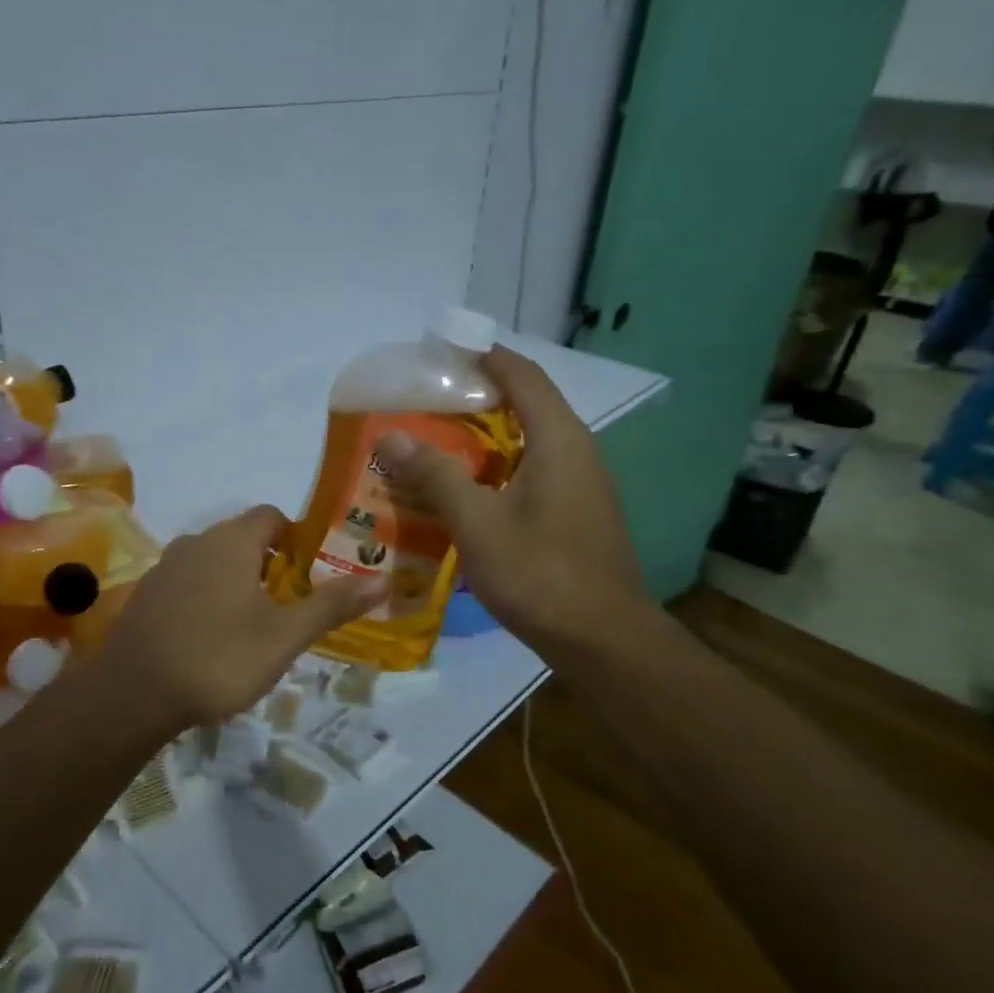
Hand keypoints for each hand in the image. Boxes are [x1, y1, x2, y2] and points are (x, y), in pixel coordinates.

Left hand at [97, 506, 385, 728]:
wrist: (134, 694)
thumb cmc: (219, 657)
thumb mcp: (285, 636)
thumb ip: (331, 605)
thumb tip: (383, 580)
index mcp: (232, 541)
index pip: (271, 516)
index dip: (296, 537)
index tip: (311, 571)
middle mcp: (196, 542)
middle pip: (241, 539)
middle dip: (269, 564)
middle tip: (290, 604)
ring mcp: (165, 568)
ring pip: (212, 562)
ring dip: (236, 583)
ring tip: (254, 625)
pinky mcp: (145, 596)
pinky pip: (187, 584)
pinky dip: (205, 599)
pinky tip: (211, 639)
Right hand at [373, 345, 652, 659]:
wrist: (604, 641)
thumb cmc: (540, 573)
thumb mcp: (478, 523)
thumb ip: (434, 475)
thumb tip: (389, 436)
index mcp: (558, 439)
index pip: (522, 375)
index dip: (484, 357)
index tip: (442, 351)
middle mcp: (576, 452)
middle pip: (524, 406)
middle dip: (474, 399)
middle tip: (422, 403)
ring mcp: (580, 486)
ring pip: (525, 444)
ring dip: (481, 440)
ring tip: (431, 444)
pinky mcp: (575, 515)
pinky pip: (530, 474)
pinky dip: (494, 471)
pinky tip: (461, 493)